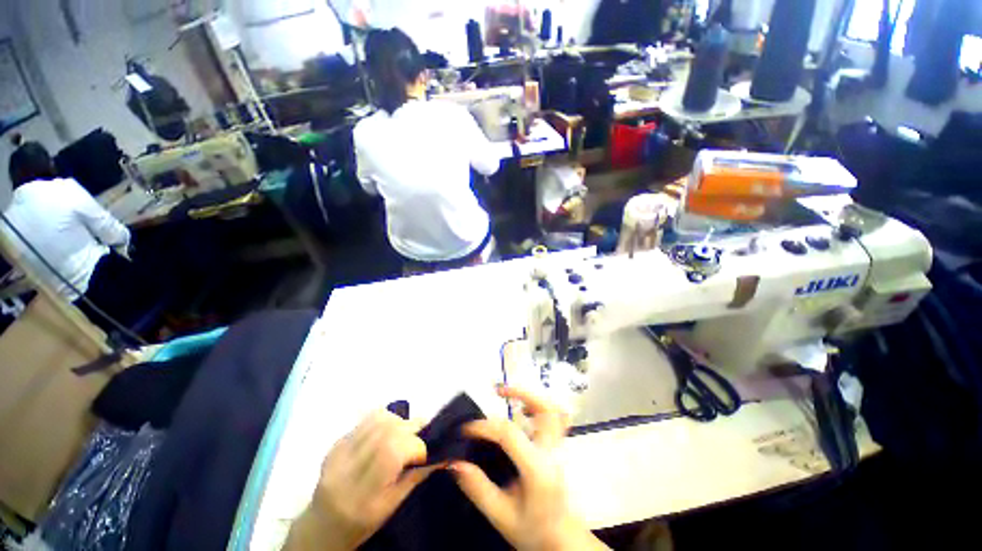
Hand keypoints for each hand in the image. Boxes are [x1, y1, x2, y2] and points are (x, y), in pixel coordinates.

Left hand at [284, 411, 436, 550]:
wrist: (322, 526)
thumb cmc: (362, 523)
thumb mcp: (392, 506)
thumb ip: (416, 476)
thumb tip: (443, 454)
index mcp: (361, 493)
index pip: (391, 451)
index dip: (415, 445)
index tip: (425, 452)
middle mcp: (346, 468)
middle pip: (386, 431)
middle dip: (411, 428)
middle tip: (420, 435)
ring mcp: (337, 453)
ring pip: (377, 419)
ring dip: (399, 421)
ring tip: (404, 433)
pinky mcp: (336, 443)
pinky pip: (366, 419)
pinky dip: (385, 420)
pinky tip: (388, 432)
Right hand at [451, 386, 608, 550]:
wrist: (562, 540)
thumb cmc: (532, 530)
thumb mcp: (501, 516)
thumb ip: (478, 488)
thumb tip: (454, 462)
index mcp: (537, 469)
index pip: (509, 434)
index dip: (484, 426)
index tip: (465, 429)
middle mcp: (552, 451)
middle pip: (544, 408)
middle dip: (520, 392)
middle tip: (497, 391)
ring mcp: (559, 447)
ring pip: (553, 408)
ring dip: (530, 396)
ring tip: (508, 394)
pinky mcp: (558, 445)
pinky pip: (555, 416)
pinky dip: (538, 406)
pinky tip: (521, 410)